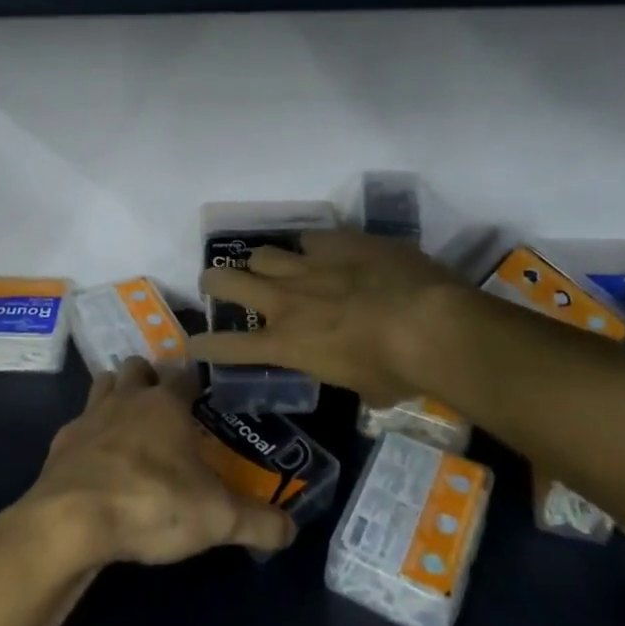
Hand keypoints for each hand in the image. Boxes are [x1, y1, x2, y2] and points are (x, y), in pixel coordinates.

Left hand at [15, 358, 295, 567]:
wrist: (72, 520)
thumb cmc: (152, 503)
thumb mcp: (218, 519)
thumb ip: (258, 522)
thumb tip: (291, 530)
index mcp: (166, 403)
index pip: (185, 373)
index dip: (195, 381)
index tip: (203, 394)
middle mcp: (127, 399)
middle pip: (137, 368)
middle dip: (150, 379)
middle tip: (165, 408)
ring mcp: (89, 417)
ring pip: (103, 385)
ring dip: (115, 395)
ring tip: (130, 425)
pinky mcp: (61, 443)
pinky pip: (78, 427)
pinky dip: (89, 437)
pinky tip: (97, 464)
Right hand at [193, 230, 472, 406]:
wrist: (431, 323)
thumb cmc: (398, 370)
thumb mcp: (365, 388)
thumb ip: (346, 372)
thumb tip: (358, 372)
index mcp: (288, 344)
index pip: (230, 346)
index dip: (206, 345)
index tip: (193, 343)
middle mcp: (286, 301)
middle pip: (227, 281)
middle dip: (214, 283)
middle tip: (215, 284)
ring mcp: (309, 265)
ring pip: (261, 253)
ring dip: (260, 262)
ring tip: (268, 266)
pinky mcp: (338, 241)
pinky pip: (308, 238)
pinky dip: (309, 247)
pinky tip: (322, 251)